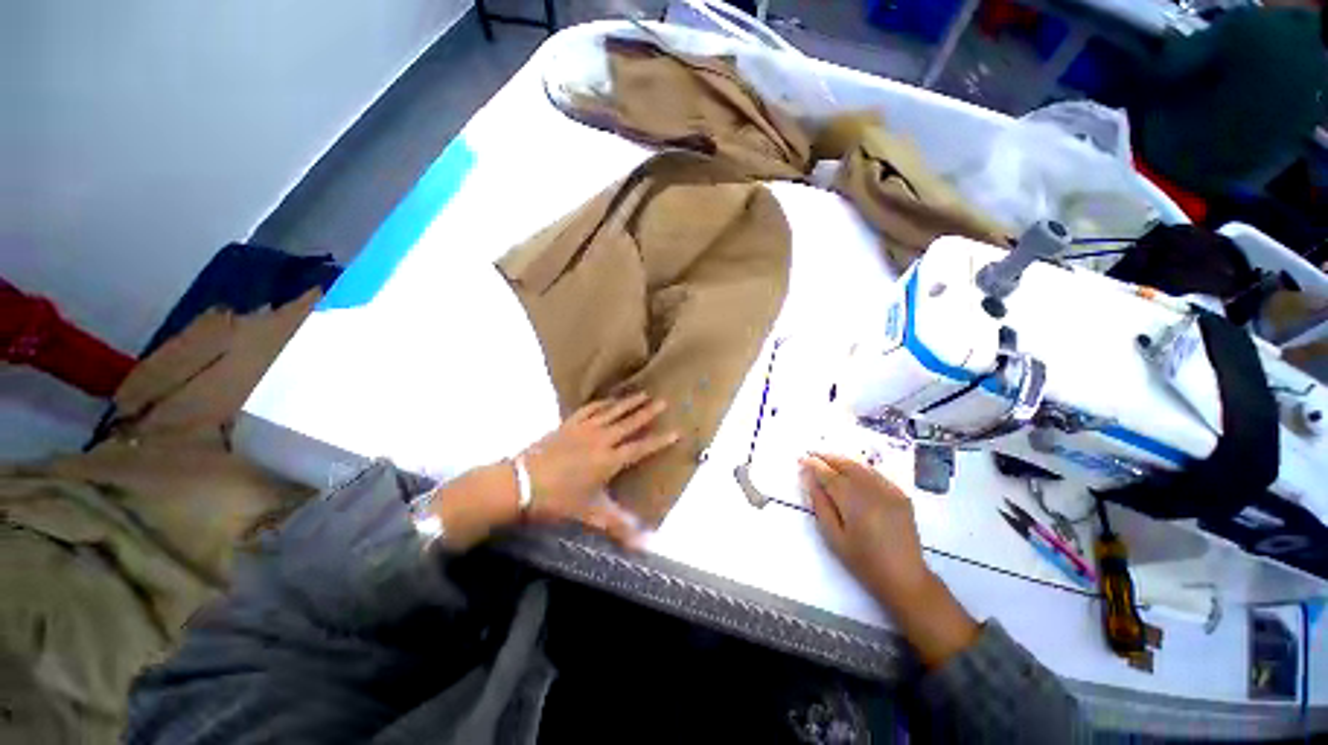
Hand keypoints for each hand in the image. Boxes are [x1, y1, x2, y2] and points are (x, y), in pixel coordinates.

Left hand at [521, 392, 679, 546]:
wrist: (520, 483)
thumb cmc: (556, 501)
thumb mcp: (589, 515)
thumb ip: (618, 526)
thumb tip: (645, 544)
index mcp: (609, 461)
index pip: (641, 448)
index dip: (660, 441)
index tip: (676, 431)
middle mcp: (601, 440)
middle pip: (629, 423)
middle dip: (648, 413)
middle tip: (664, 401)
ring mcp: (584, 429)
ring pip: (612, 412)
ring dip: (628, 403)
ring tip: (643, 394)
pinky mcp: (569, 424)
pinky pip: (590, 409)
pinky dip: (602, 403)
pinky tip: (608, 400)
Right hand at [802, 452, 978, 667]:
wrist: (905, 578)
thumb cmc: (863, 562)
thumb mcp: (834, 537)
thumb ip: (820, 505)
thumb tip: (809, 479)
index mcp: (854, 503)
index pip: (829, 476)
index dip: (814, 465)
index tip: (801, 459)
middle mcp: (872, 491)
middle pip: (846, 465)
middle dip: (827, 458)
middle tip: (812, 454)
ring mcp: (889, 492)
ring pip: (862, 467)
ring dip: (843, 460)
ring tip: (828, 458)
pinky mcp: (901, 496)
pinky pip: (877, 474)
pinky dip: (861, 468)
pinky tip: (853, 470)